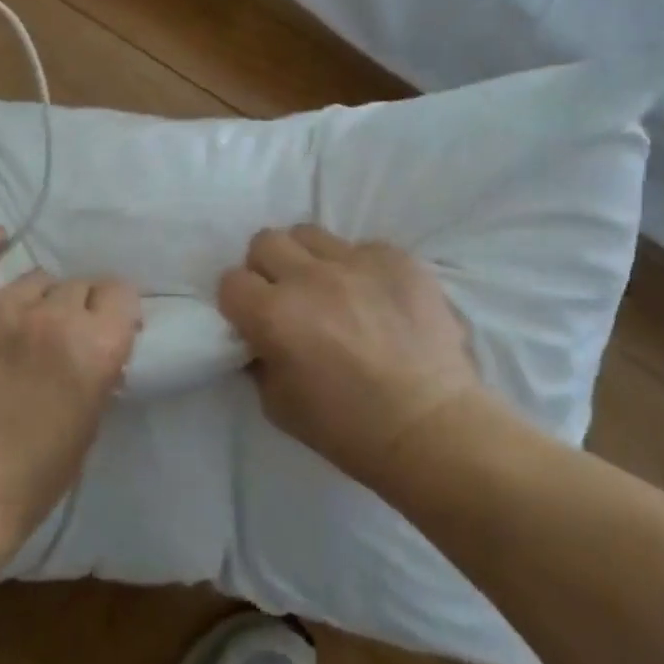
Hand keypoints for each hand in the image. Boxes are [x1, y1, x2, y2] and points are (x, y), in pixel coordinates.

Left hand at [0, 224, 140, 549]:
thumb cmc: (34, 474)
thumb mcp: (91, 421)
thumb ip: (100, 366)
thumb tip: (98, 339)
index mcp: (97, 345)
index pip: (121, 293)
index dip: (114, 311)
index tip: (105, 327)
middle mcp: (56, 316)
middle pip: (78, 286)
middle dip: (75, 310)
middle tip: (56, 340)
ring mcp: (4, 306)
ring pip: (36, 278)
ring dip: (36, 300)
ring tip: (18, 325)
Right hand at [218, 225, 482, 488]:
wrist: (432, 426)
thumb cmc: (349, 429)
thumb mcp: (279, 406)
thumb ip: (260, 360)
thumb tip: (260, 337)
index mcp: (274, 315)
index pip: (231, 281)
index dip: (239, 301)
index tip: (254, 318)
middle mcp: (309, 277)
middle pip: (266, 241)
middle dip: (268, 268)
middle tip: (288, 296)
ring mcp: (356, 261)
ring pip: (311, 234)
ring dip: (310, 259)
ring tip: (330, 288)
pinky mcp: (395, 257)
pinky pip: (362, 248)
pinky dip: (360, 269)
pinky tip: (376, 299)